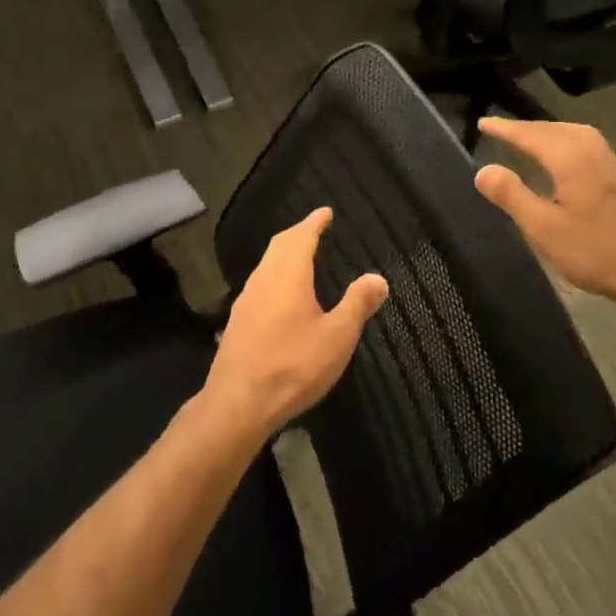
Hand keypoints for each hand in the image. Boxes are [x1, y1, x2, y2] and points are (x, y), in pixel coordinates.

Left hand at [203, 208, 387, 439]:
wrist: (237, 404)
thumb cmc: (293, 366)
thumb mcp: (337, 337)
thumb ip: (357, 304)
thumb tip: (378, 278)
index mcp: (288, 276)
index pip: (301, 237)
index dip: (314, 222)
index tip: (325, 212)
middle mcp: (263, 280)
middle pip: (279, 246)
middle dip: (297, 234)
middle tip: (314, 228)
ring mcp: (246, 301)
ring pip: (266, 265)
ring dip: (283, 254)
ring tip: (301, 256)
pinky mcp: (238, 322)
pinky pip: (260, 284)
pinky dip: (275, 274)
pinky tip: (282, 293)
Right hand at [473, 117, 615, 324]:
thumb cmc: (597, 251)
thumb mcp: (544, 228)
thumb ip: (512, 196)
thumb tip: (483, 169)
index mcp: (570, 158)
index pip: (530, 135)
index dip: (505, 129)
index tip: (483, 123)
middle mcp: (592, 151)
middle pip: (554, 129)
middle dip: (527, 128)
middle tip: (502, 131)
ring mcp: (611, 163)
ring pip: (574, 134)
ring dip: (549, 133)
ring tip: (529, 140)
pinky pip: (586, 145)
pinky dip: (566, 143)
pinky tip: (564, 161)